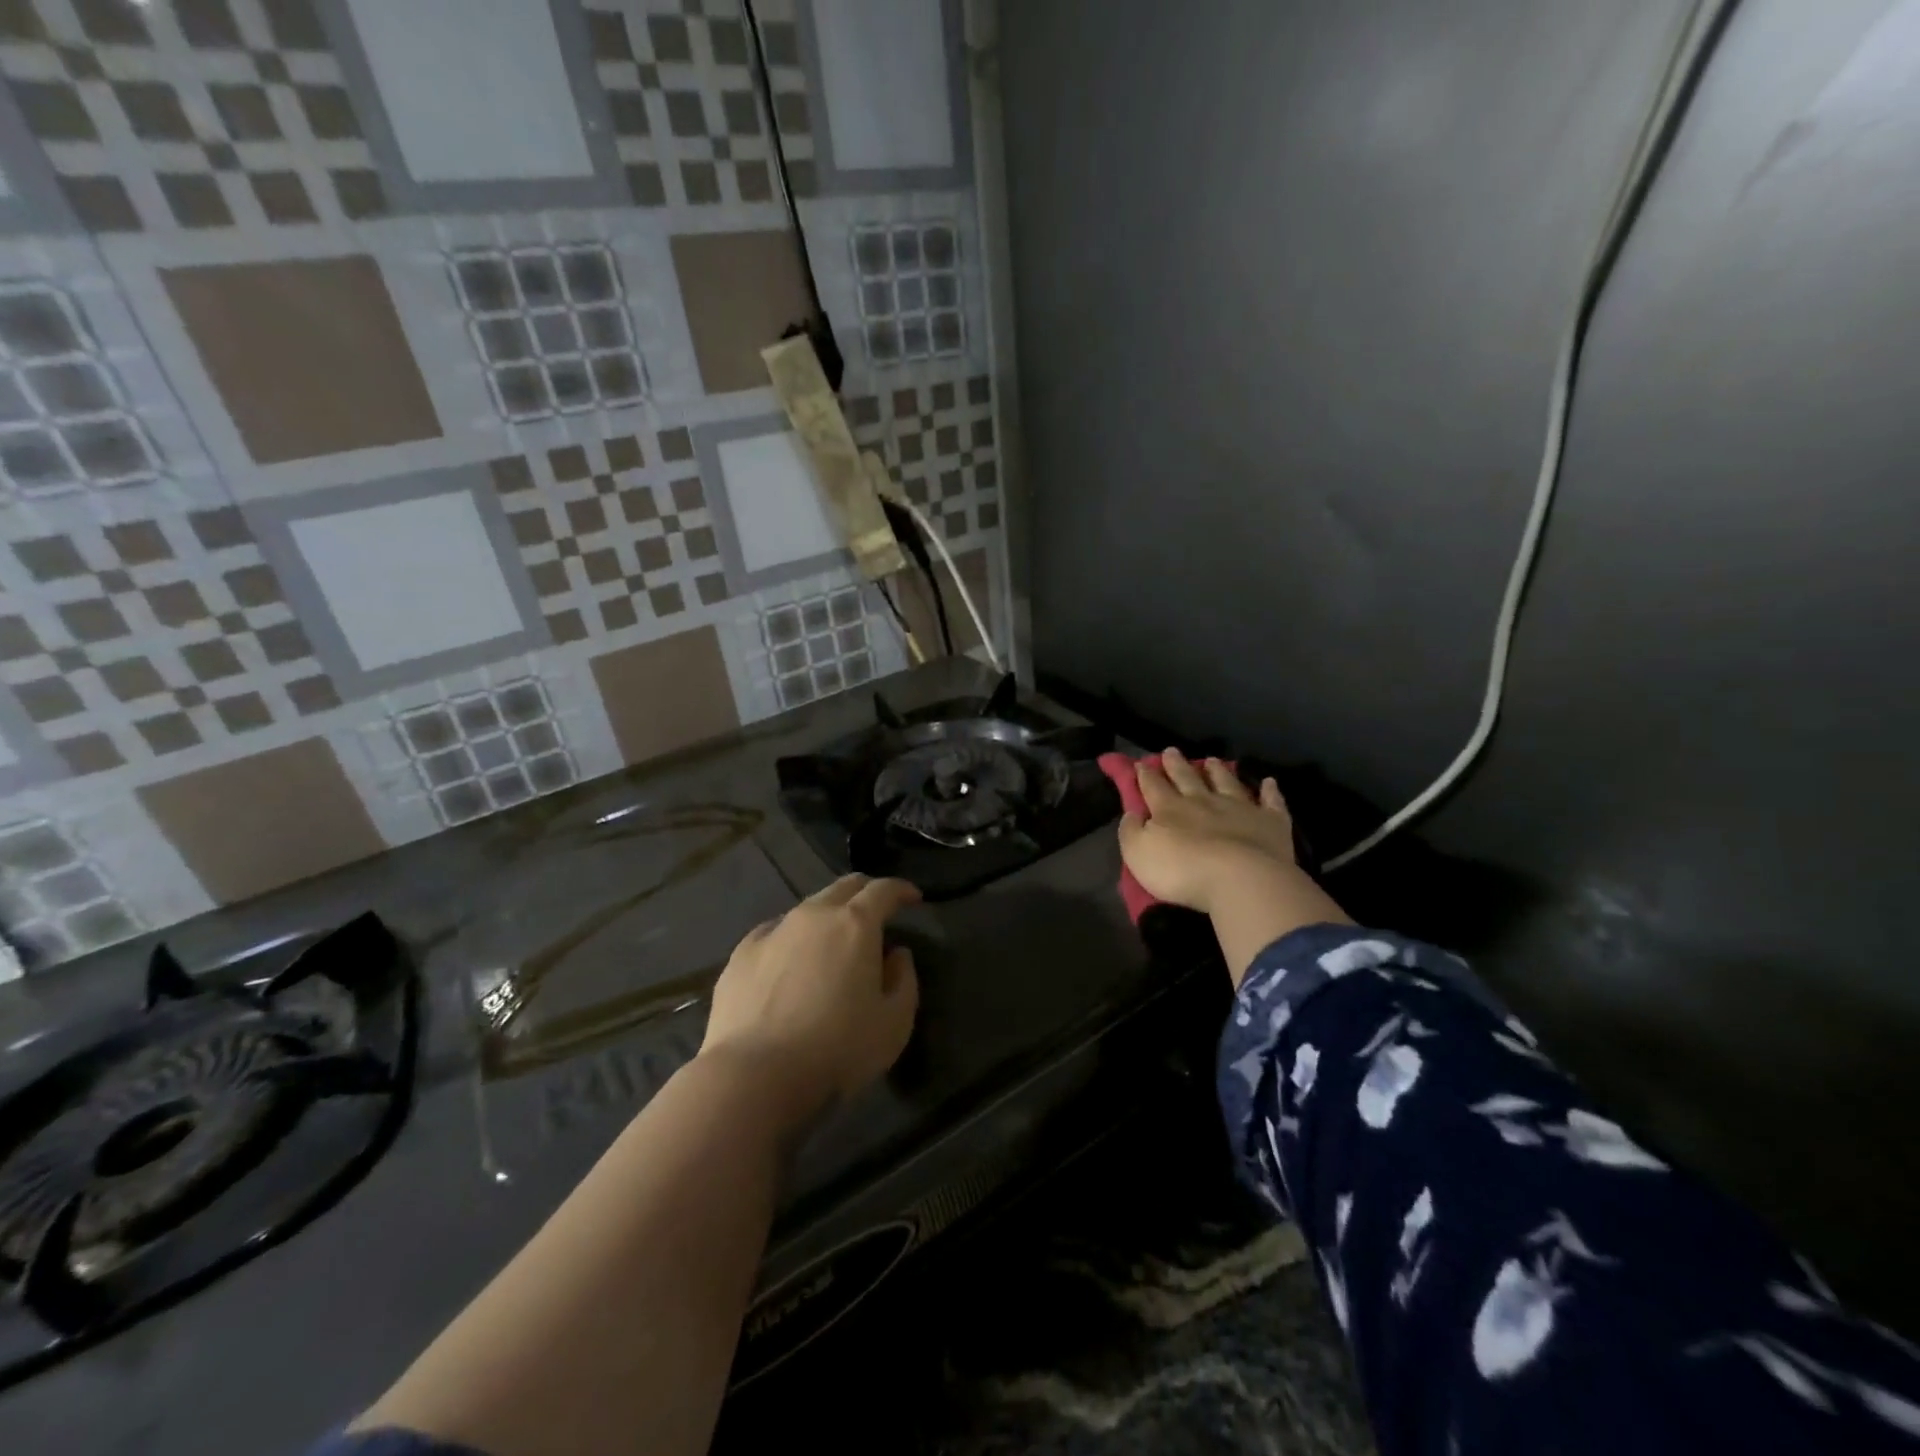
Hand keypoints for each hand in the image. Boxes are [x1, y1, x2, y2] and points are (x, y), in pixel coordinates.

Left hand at [700, 875, 920, 1128]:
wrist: (754, 1076)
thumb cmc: (837, 1050)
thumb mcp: (894, 1023)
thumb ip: (904, 980)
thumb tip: (896, 955)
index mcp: (856, 925)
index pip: (884, 890)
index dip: (902, 890)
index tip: (913, 898)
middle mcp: (814, 915)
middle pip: (844, 887)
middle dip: (866, 892)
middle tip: (877, 911)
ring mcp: (774, 931)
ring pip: (808, 908)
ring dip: (828, 916)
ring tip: (833, 942)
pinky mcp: (742, 953)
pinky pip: (775, 932)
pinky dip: (792, 938)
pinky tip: (790, 961)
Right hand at [1118, 748, 1298, 914]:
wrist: (1240, 880)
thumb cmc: (1182, 871)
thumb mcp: (1138, 854)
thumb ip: (1131, 831)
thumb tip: (1132, 813)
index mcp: (1169, 809)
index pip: (1153, 786)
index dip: (1144, 774)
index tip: (1140, 763)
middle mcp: (1203, 801)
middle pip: (1187, 777)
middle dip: (1176, 764)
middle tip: (1170, 751)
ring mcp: (1239, 808)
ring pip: (1226, 782)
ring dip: (1217, 770)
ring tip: (1211, 760)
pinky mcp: (1270, 822)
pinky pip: (1271, 802)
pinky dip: (1269, 791)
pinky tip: (1269, 782)